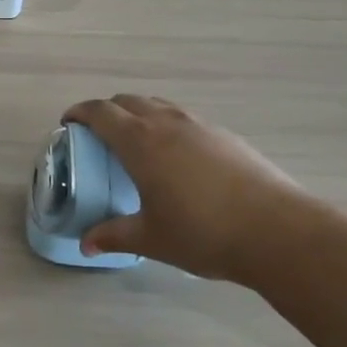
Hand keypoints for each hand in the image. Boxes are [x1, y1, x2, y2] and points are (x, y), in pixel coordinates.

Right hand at [61, 96, 309, 285]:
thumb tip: (86, 244)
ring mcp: (200, 125)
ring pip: (158, 105)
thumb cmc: (203, 232)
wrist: (277, 231)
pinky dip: (168, 126)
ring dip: (139, 114)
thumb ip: (114, 236)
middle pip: (128, 101)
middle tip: (98, 135)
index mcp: (140, 142)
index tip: (68, 124)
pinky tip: (177, 157)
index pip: (100, 112)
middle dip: (107, 112)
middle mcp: (167, 123)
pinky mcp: (226, 135)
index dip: (79, 113)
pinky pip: (184, 118)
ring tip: (136, 143)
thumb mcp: (151, 239)